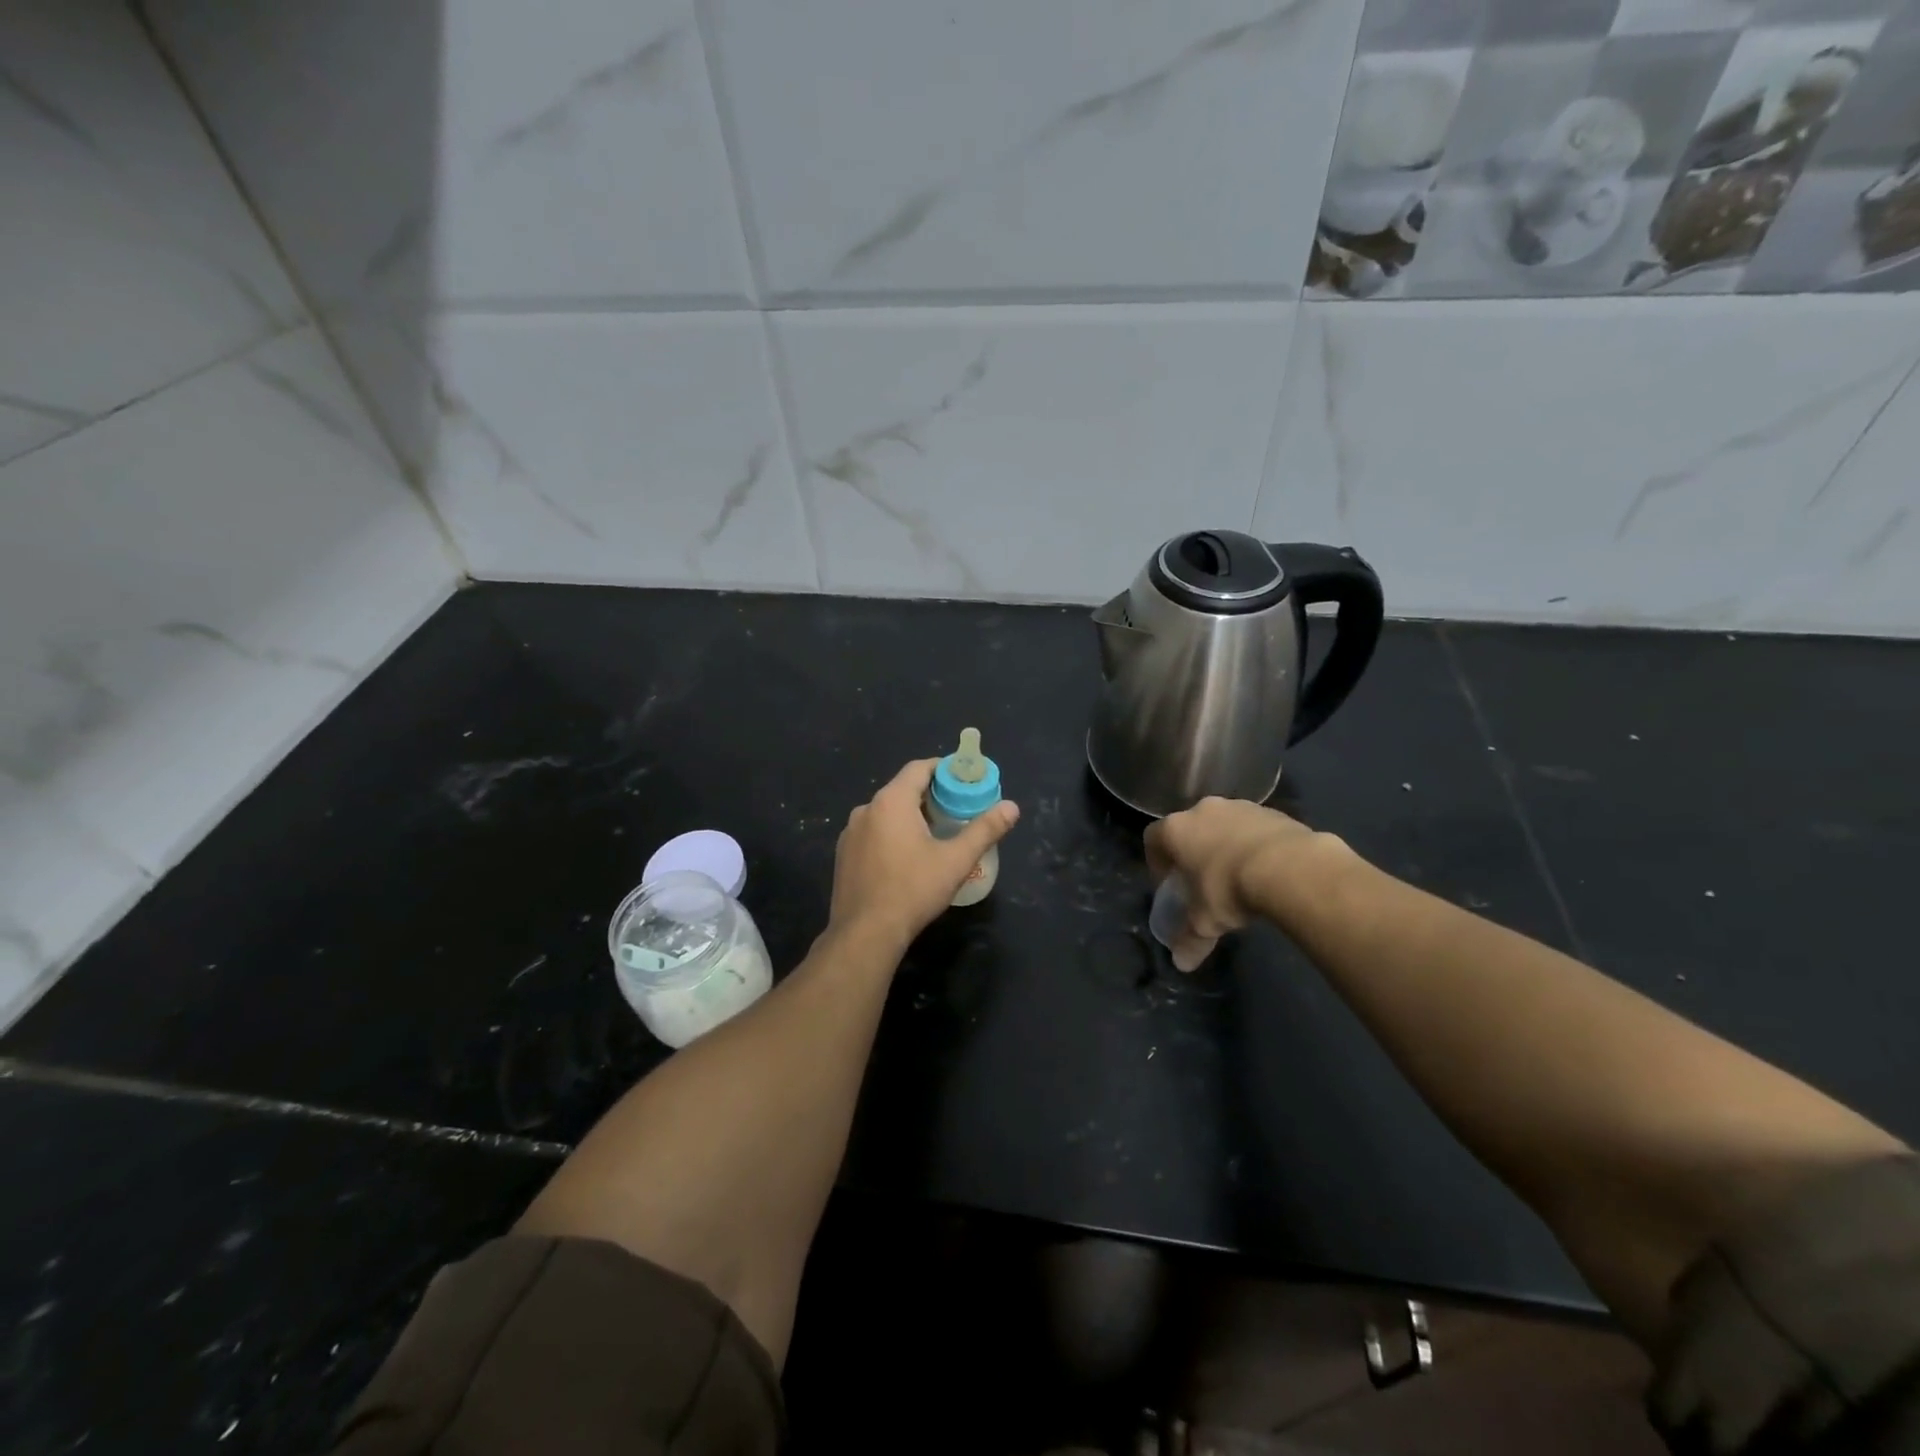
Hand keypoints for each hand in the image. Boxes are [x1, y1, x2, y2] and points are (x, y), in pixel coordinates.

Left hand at [829, 758, 1019, 952]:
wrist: (865, 934)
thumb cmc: (913, 890)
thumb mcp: (956, 860)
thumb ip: (985, 830)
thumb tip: (1012, 807)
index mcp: (891, 801)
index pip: (919, 768)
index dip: (944, 770)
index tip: (964, 782)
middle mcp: (866, 809)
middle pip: (902, 789)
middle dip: (930, 796)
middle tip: (956, 812)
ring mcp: (851, 833)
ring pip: (886, 813)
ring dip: (910, 817)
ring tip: (935, 836)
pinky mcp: (844, 855)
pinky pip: (873, 832)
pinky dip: (891, 834)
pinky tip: (906, 859)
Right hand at [1144, 797, 1315, 970]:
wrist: (1289, 867)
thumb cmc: (1229, 888)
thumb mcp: (1205, 921)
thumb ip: (1190, 940)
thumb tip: (1181, 963)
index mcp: (1177, 829)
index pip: (1153, 838)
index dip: (1157, 862)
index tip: (1169, 884)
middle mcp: (1203, 810)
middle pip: (1189, 828)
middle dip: (1193, 852)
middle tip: (1204, 881)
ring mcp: (1239, 806)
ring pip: (1223, 825)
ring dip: (1225, 846)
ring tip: (1239, 877)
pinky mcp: (1272, 811)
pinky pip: (1254, 828)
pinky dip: (1254, 845)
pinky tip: (1266, 870)